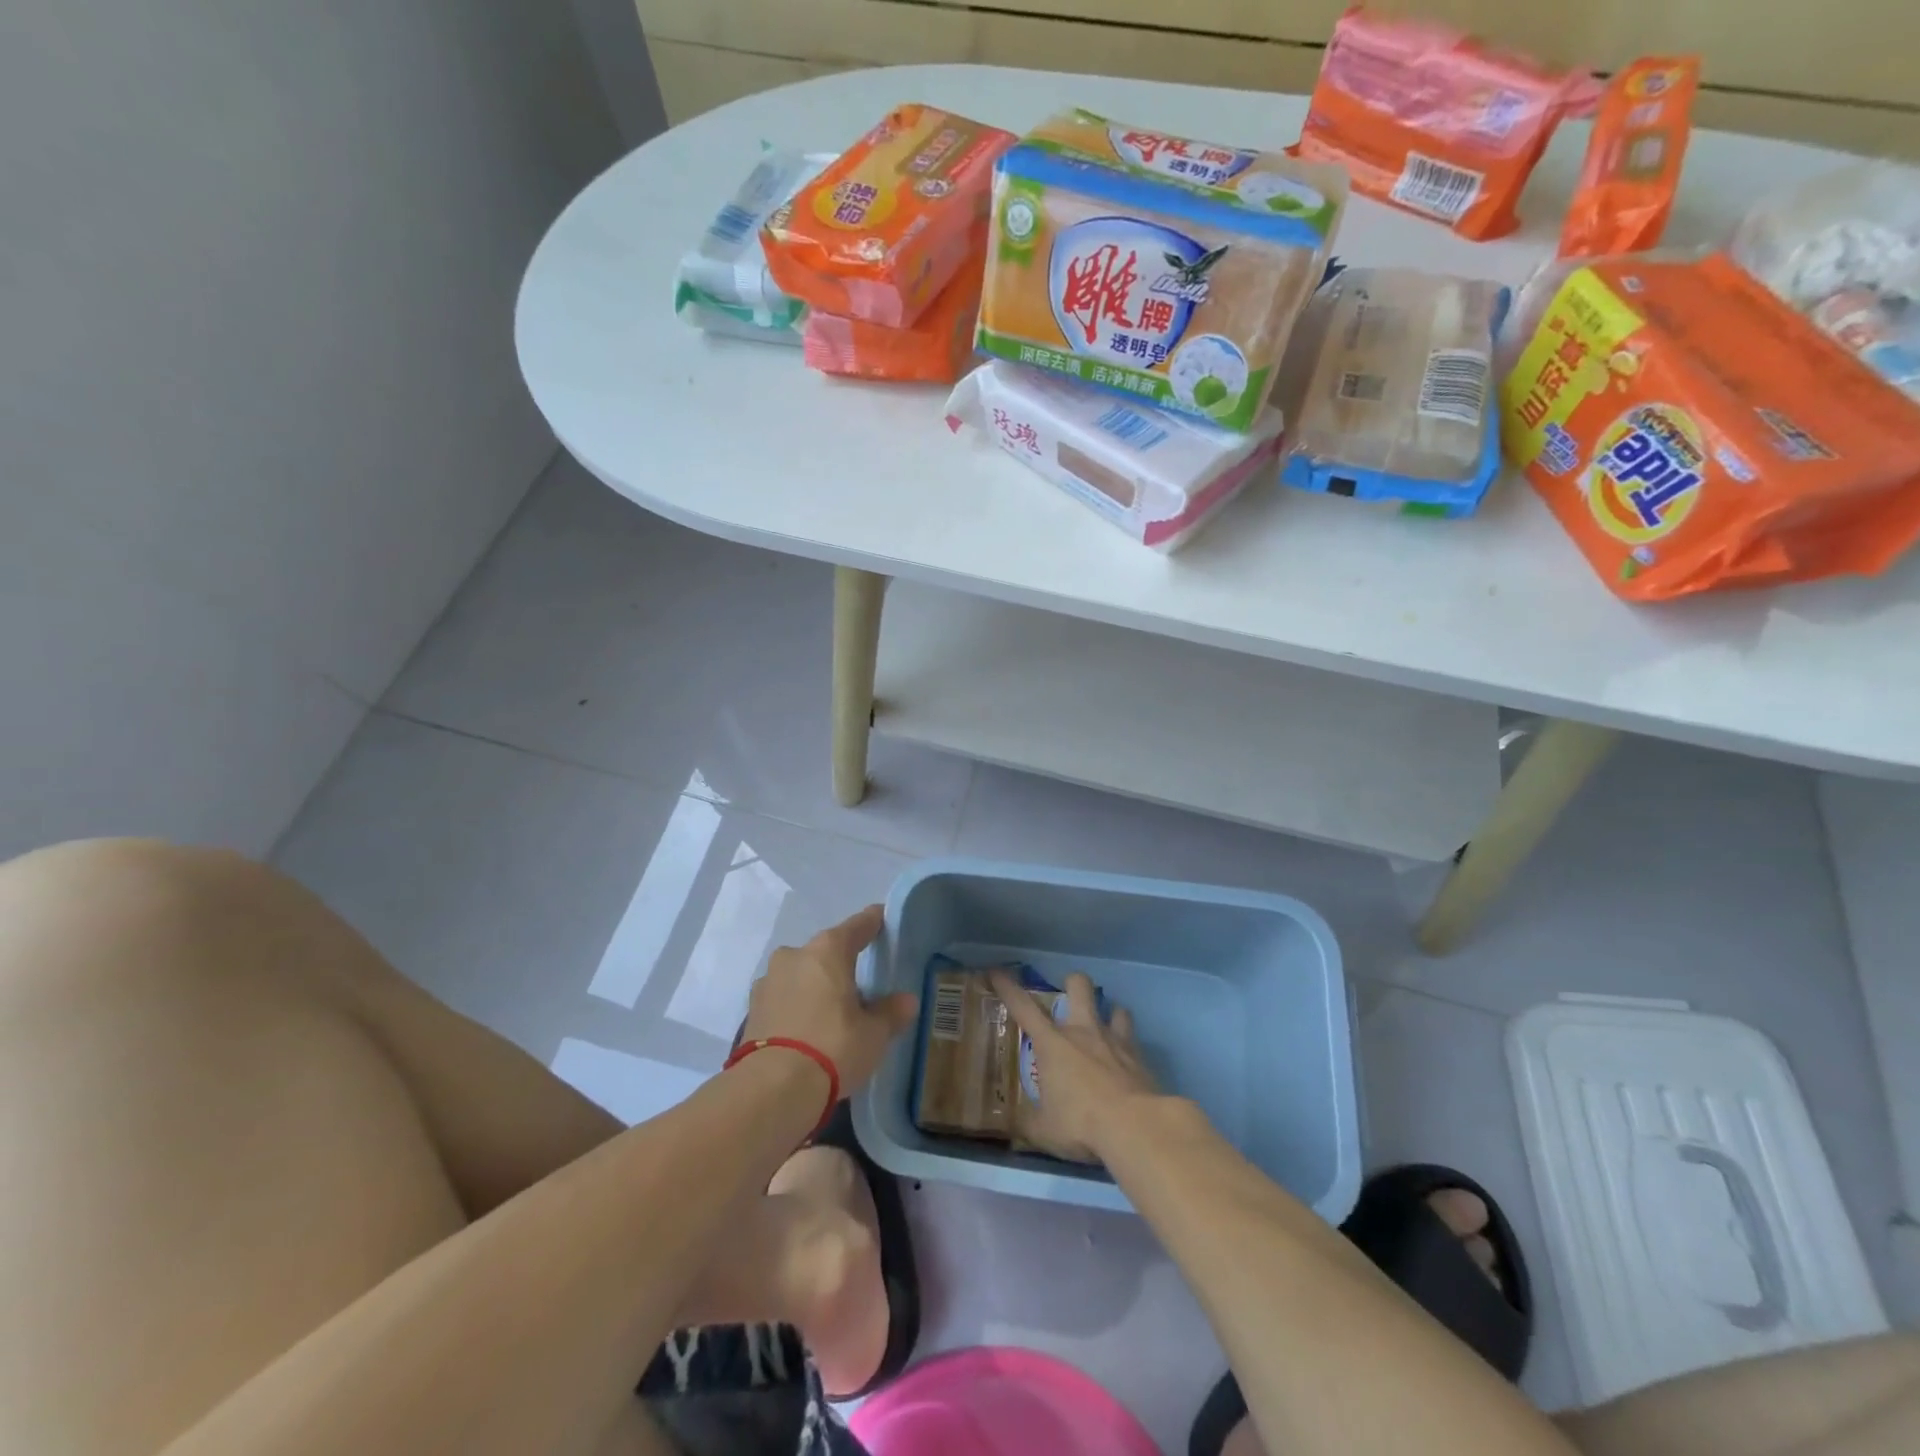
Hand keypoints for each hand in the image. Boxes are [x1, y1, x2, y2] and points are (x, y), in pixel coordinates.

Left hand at [742, 905, 916, 1098]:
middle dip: (841, 963)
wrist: (771, 1089)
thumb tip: (906, 1001)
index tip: (882, 918)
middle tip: (859, 983)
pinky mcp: (752, 1010)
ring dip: (815, 985)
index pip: (857, 926)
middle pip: (825, 951)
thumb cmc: (832, 1047)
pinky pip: (783, 998)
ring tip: (831, 1011)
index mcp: (828, 950)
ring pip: (800, 974)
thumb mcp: (873, 1034)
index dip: (873, 922)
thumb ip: (890, 1013)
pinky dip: (796, 1006)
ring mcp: (768, 981)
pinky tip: (806, 1028)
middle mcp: (794, 955)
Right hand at [990, 969, 1158, 1163]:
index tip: (996, 972)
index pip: (1023, 1007)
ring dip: (1108, 1014)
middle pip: (1078, 986)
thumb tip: (1020, 1126)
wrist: (1135, 1127)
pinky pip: (1133, 1040)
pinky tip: (1126, 1063)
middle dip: (1072, 983)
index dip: (1007, 987)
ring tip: (1104, 1030)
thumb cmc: (1080, 1124)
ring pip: (1115, 1007)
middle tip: (1068, 998)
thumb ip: (1030, 1124)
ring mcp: (1114, 1040)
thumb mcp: (1045, 1131)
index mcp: (1052, 1044)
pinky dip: (1128, 1047)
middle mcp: (1082, 1031)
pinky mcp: (1140, 1057)